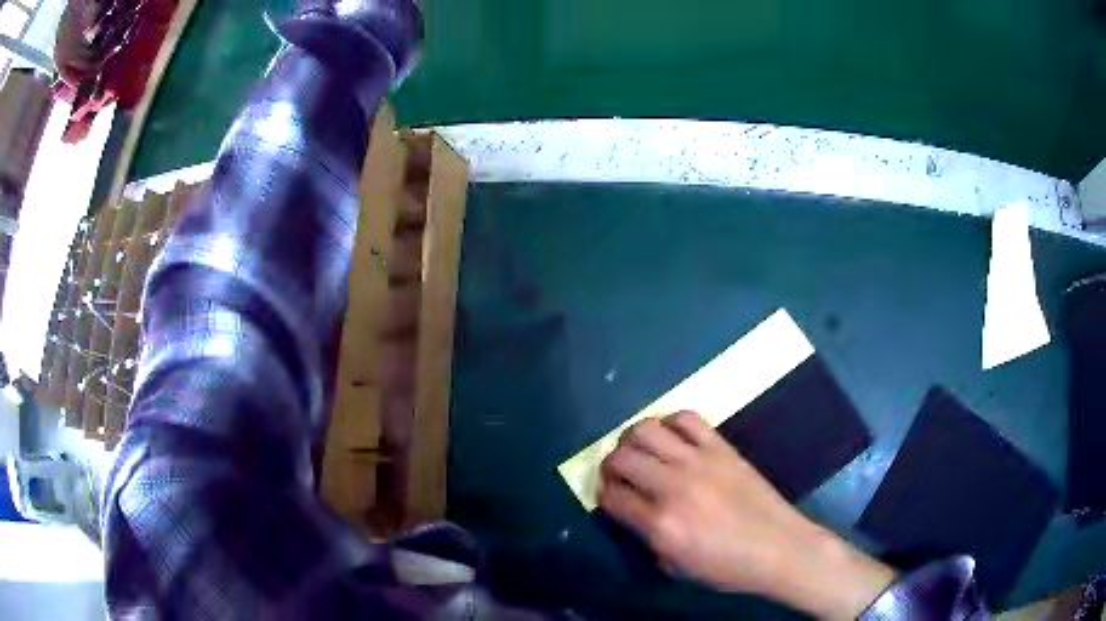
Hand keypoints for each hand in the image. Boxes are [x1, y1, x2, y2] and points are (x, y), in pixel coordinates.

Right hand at [599, 411, 894, 618]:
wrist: (778, 547)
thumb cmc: (727, 567)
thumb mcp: (675, 567)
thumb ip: (647, 538)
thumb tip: (633, 513)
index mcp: (661, 525)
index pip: (612, 497)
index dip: (603, 496)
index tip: (609, 497)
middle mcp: (673, 488)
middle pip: (622, 458)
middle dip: (610, 466)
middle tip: (618, 474)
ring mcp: (699, 462)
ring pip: (646, 430)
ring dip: (632, 439)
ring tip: (639, 451)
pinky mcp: (721, 447)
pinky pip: (686, 419)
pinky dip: (670, 423)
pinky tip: (672, 439)